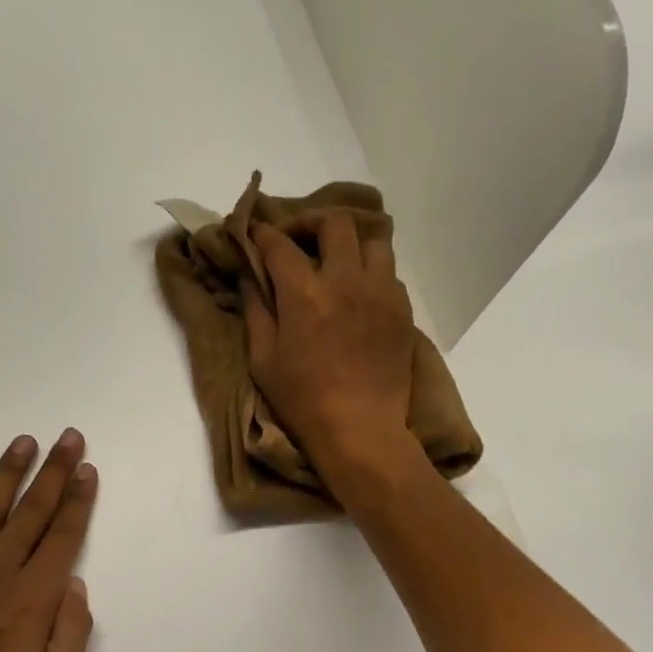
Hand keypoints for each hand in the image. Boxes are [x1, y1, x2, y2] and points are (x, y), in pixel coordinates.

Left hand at [0, 430, 97, 651]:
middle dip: (53, 473)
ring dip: (6, 475)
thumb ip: (71, 634)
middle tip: (68, 438)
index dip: (78, 501)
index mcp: (30, 602)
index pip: (62, 538)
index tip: (88, 470)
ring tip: (24, 443)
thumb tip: (74, 583)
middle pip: (30, 514)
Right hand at [243, 212, 417, 483]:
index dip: (263, 234)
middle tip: (298, 239)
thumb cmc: (303, 401)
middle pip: (334, 223)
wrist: (360, 429)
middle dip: (310, 222)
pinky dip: (371, 272)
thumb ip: (256, 312)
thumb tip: (250, 278)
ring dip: (350, 243)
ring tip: (337, 261)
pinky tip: (359, 292)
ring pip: (372, 241)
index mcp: (305, 293)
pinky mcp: (402, 310)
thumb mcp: (263, 360)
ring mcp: (380, 292)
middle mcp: (346, 281)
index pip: (280, 244)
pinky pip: (389, 272)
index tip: (255, 233)